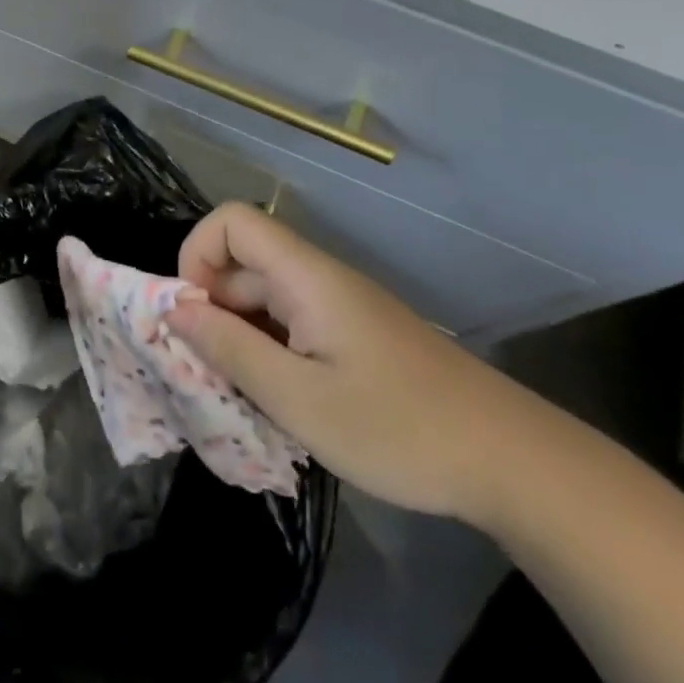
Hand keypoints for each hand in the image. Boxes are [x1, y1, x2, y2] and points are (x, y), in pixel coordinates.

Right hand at [165, 202, 537, 520]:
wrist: (509, 460)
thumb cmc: (399, 428)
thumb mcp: (299, 400)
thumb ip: (230, 350)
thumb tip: (174, 309)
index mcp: (306, 276)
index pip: (232, 221)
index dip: (197, 254)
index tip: (191, 316)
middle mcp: (319, 279)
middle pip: (244, 263)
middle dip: (211, 308)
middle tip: (207, 375)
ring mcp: (339, 307)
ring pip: (265, 299)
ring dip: (239, 338)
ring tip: (239, 398)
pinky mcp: (354, 336)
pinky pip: (292, 326)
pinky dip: (269, 354)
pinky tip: (279, 404)